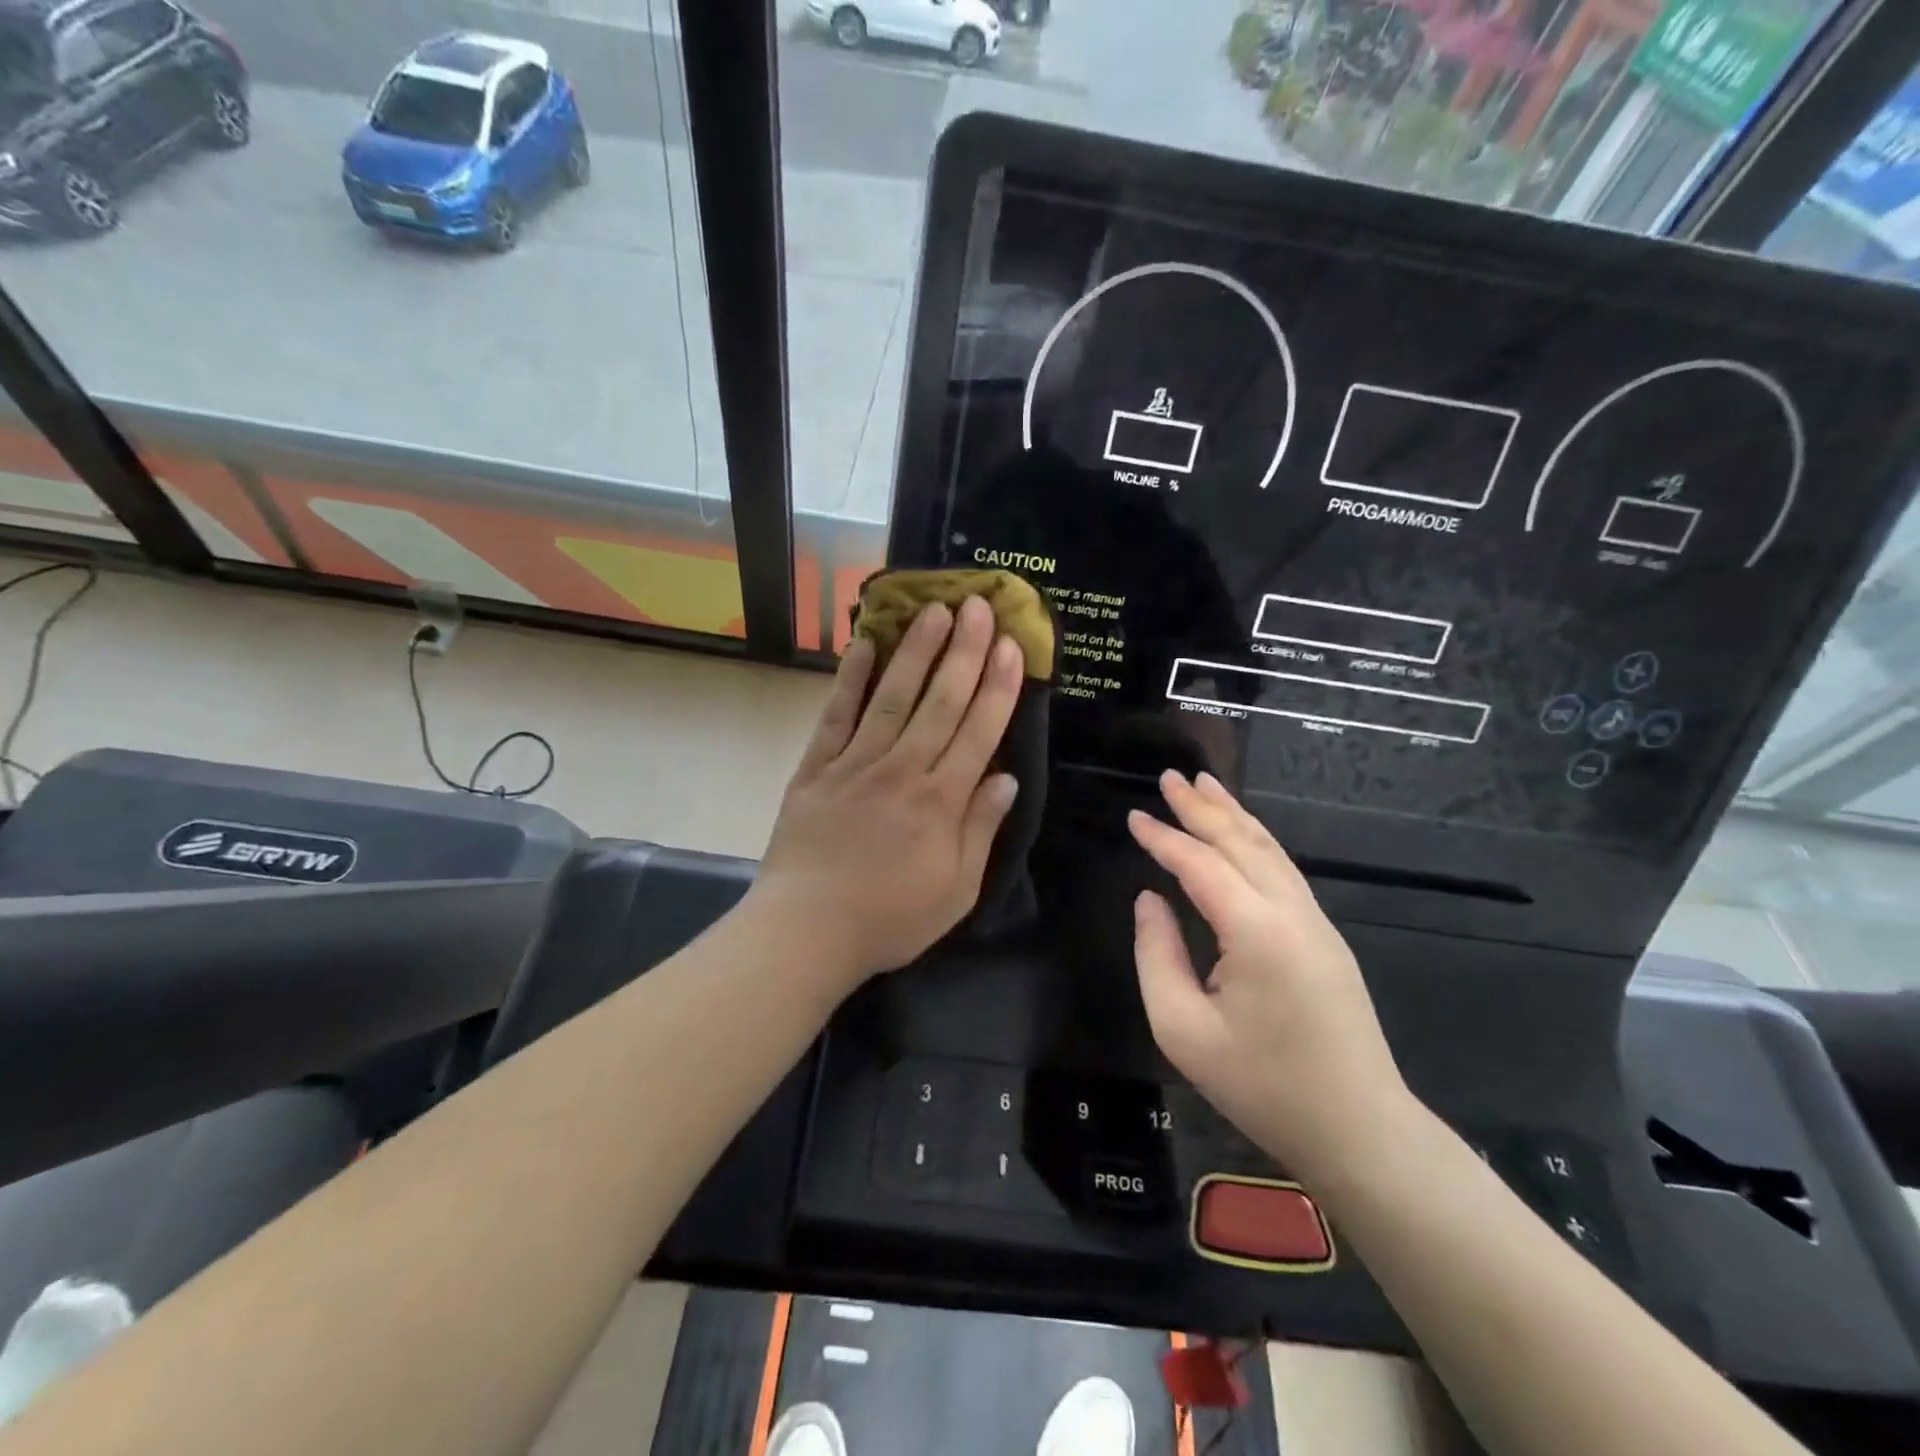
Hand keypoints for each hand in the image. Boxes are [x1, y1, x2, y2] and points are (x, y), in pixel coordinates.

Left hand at [752, 595, 1024, 986]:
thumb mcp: (956, 890)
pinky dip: (850, 679)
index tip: (1012, 645)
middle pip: (941, 702)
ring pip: (893, 697)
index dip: (999, 685)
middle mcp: (903, 770)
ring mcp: (856, 764)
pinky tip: (863, 643)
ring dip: (916, 651)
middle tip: (979, 605)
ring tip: (934, 609)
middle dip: (965, 651)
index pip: (979, 731)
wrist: (806, 932)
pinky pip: (836, 715)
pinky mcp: (816, 768)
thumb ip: (981, 830)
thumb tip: (1006, 777)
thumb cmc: (889, 919)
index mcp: (941, 802)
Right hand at [1128, 772, 1413, 1183]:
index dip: (1163, 838)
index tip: (1132, 817)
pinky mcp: (1325, 938)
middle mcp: (1292, 914)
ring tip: (1205, 785)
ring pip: (1270, 851)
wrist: (1360, 1132)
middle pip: (1242, 843)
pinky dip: (1255, 841)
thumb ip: (1156, 955)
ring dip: (1234, 815)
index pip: (1201, 866)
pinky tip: (1241, 835)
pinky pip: (1283, 872)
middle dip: (1203, 806)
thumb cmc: (1262, 1087)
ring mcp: (1317, 923)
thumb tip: (1149, 900)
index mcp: (1257, 933)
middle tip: (1170, 776)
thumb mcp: (1183, 1030)